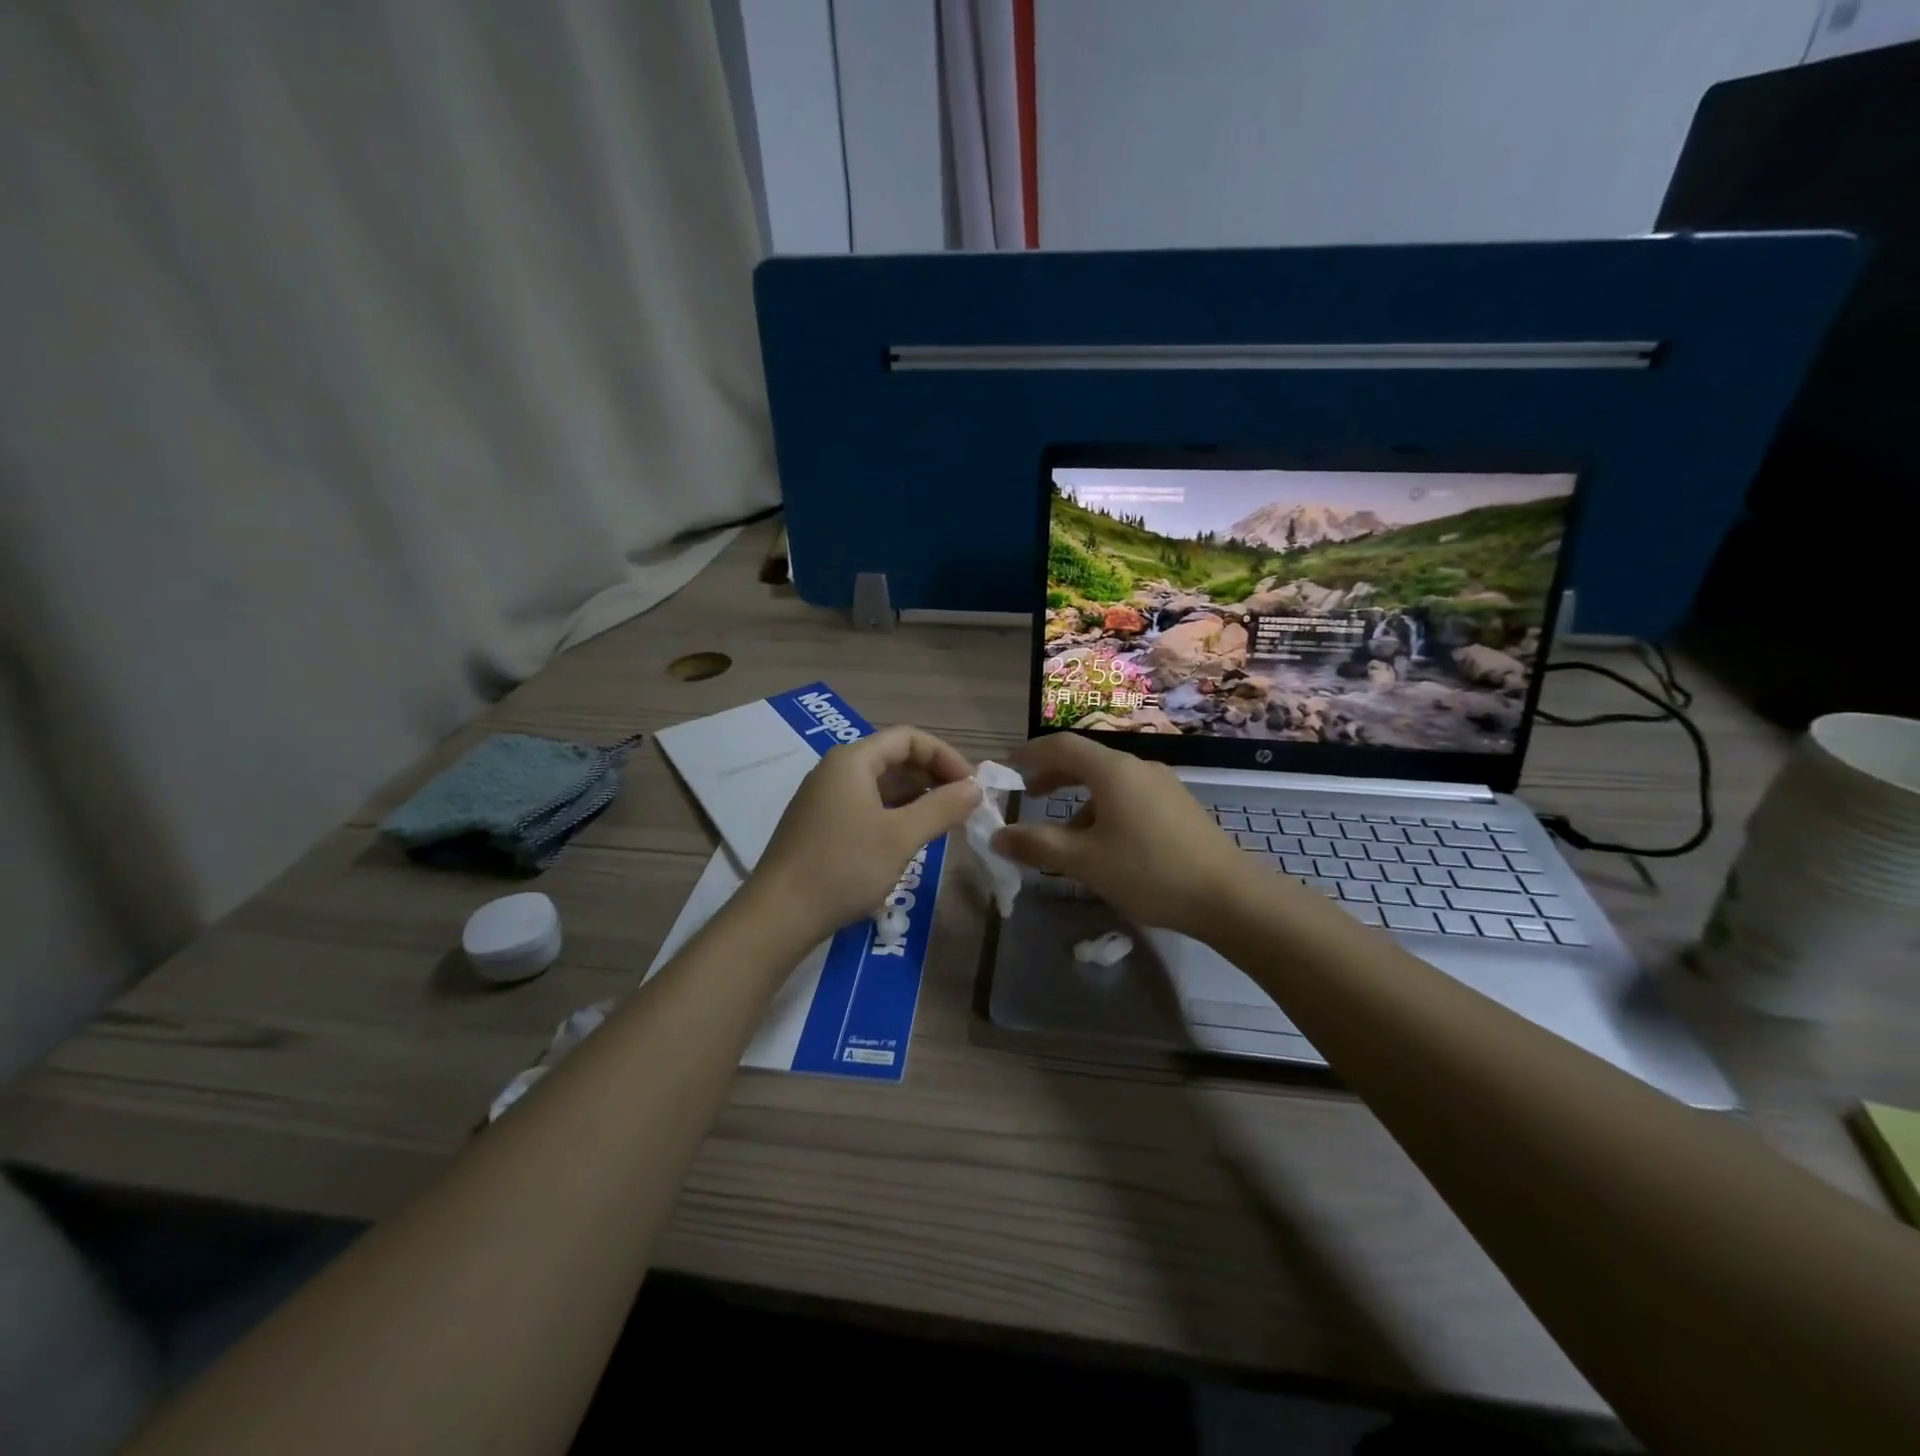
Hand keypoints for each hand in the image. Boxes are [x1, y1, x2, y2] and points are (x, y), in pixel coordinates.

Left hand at [751, 726, 979, 942]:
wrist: (778, 915)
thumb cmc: (844, 867)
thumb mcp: (901, 837)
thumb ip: (942, 808)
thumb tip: (975, 788)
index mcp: (853, 761)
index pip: (908, 738)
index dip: (945, 756)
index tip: (971, 785)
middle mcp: (836, 770)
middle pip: (894, 758)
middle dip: (933, 777)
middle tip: (963, 805)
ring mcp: (825, 798)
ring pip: (881, 784)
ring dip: (916, 797)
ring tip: (945, 822)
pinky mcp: (820, 825)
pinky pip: (866, 805)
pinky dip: (895, 813)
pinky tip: (911, 837)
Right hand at [991, 733, 1250, 936]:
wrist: (1230, 897)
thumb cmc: (1149, 871)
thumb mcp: (1085, 861)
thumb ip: (1038, 846)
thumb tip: (998, 836)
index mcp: (1113, 770)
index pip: (1062, 745)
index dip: (1030, 753)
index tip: (1007, 768)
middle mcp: (1139, 768)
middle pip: (1086, 761)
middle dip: (1053, 776)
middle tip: (1029, 795)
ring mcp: (1164, 787)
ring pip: (1109, 784)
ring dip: (1079, 801)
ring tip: (1065, 838)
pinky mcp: (1178, 809)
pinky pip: (1130, 799)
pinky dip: (1105, 812)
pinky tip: (1105, 849)